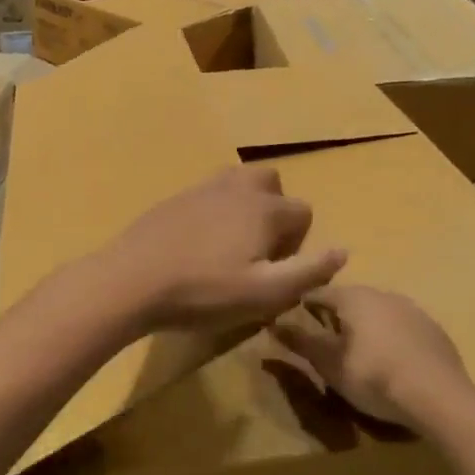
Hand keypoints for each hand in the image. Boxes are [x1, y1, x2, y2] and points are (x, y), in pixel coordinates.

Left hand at [98, 166, 346, 334]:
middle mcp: (237, 188)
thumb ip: (308, 272)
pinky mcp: (175, 198)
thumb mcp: (264, 294)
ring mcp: (202, 188)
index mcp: (264, 209)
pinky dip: (216, 208)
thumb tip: (343, 251)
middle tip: (258, 250)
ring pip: (239, 181)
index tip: (276, 271)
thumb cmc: (203, 292)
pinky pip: (209, 192)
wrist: (132, 280)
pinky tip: (199, 242)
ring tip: (232, 243)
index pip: (303, 211)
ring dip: (246, 204)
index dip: (299, 242)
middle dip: (275, 210)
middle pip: (272, 183)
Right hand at [270, 284, 472, 428]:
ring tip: (360, 355)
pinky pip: (403, 328)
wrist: (439, 396)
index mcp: (354, 297)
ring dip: (366, 327)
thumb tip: (274, 324)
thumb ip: (302, 342)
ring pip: (379, 312)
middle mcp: (383, 293)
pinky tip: (393, 363)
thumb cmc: (374, 376)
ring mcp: (413, 310)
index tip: (295, 324)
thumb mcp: (330, 364)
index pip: (319, 293)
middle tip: (328, 344)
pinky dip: (392, 339)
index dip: (304, 307)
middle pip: (350, 300)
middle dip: (336, 318)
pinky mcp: (434, 330)